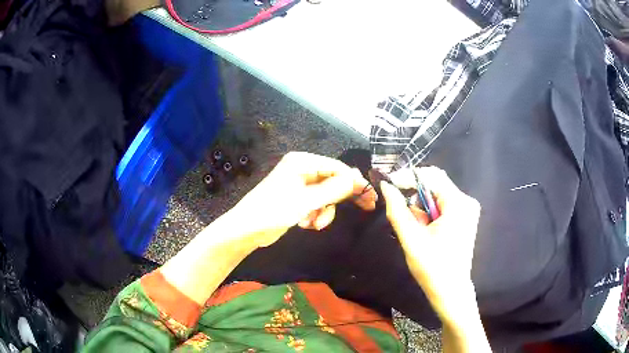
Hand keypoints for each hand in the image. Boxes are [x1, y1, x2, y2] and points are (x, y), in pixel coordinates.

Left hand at [229, 152, 377, 247]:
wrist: (247, 230)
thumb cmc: (273, 211)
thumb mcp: (306, 201)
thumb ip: (333, 190)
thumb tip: (357, 179)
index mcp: (302, 162)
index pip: (337, 167)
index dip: (355, 181)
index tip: (371, 196)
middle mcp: (302, 169)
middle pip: (334, 180)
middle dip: (344, 197)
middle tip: (367, 207)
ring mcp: (300, 184)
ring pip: (327, 196)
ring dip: (324, 211)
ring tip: (315, 224)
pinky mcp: (298, 198)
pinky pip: (317, 204)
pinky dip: (316, 215)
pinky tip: (306, 224)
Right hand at [380, 167, 480, 319]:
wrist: (451, 292)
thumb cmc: (432, 268)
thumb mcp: (411, 239)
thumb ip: (397, 210)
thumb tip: (385, 186)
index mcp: (458, 204)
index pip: (431, 176)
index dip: (407, 177)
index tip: (388, 185)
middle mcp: (466, 201)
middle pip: (435, 184)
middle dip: (414, 194)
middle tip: (399, 209)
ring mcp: (467, 210)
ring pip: (437, 195)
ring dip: (421, 206)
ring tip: (415, 229)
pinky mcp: (464, 218)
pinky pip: (442, 205)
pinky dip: (428, 213)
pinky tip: (424, 230)